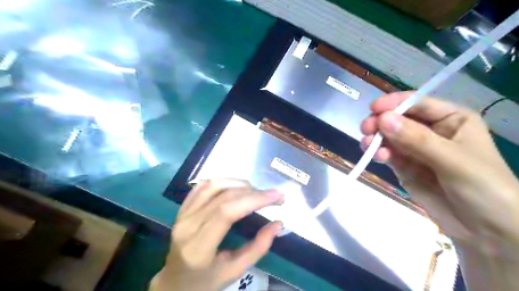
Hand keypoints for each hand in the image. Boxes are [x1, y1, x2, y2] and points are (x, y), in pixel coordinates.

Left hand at [151, 179, 283, 290]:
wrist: (174, 283)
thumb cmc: (205, 281)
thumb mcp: (235, 271)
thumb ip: (258, 248)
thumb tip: (278, 224)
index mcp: (198, 247)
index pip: (227, 211)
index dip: (254, 199)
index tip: (277, 196)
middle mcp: (188, 225)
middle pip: (223, 197)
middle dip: (253, 192)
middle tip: (273, 196)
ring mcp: (182, 214)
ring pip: (213, 185)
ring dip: (238, 183)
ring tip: (256, 191)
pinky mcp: (182, 208)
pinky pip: (202, 186)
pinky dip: (222, 181)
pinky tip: (236, 186)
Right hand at [362, 92, 518, 252]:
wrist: (485, 230)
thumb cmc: (483, 187)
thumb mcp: (452, 160)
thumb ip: (416, 139)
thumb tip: (383, 119)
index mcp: (451, 119)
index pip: (418, 104)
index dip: (395, 103)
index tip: (373, 108)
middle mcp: (431, 131)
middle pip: (399, 119)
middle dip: (381, 122)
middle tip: (366, 129)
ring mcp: (415, 149)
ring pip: (389, 136)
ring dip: (376, 138)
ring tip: (367, 145)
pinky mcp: (405, 166)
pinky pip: (388, 154)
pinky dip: (379, 153)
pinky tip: (377, 157)